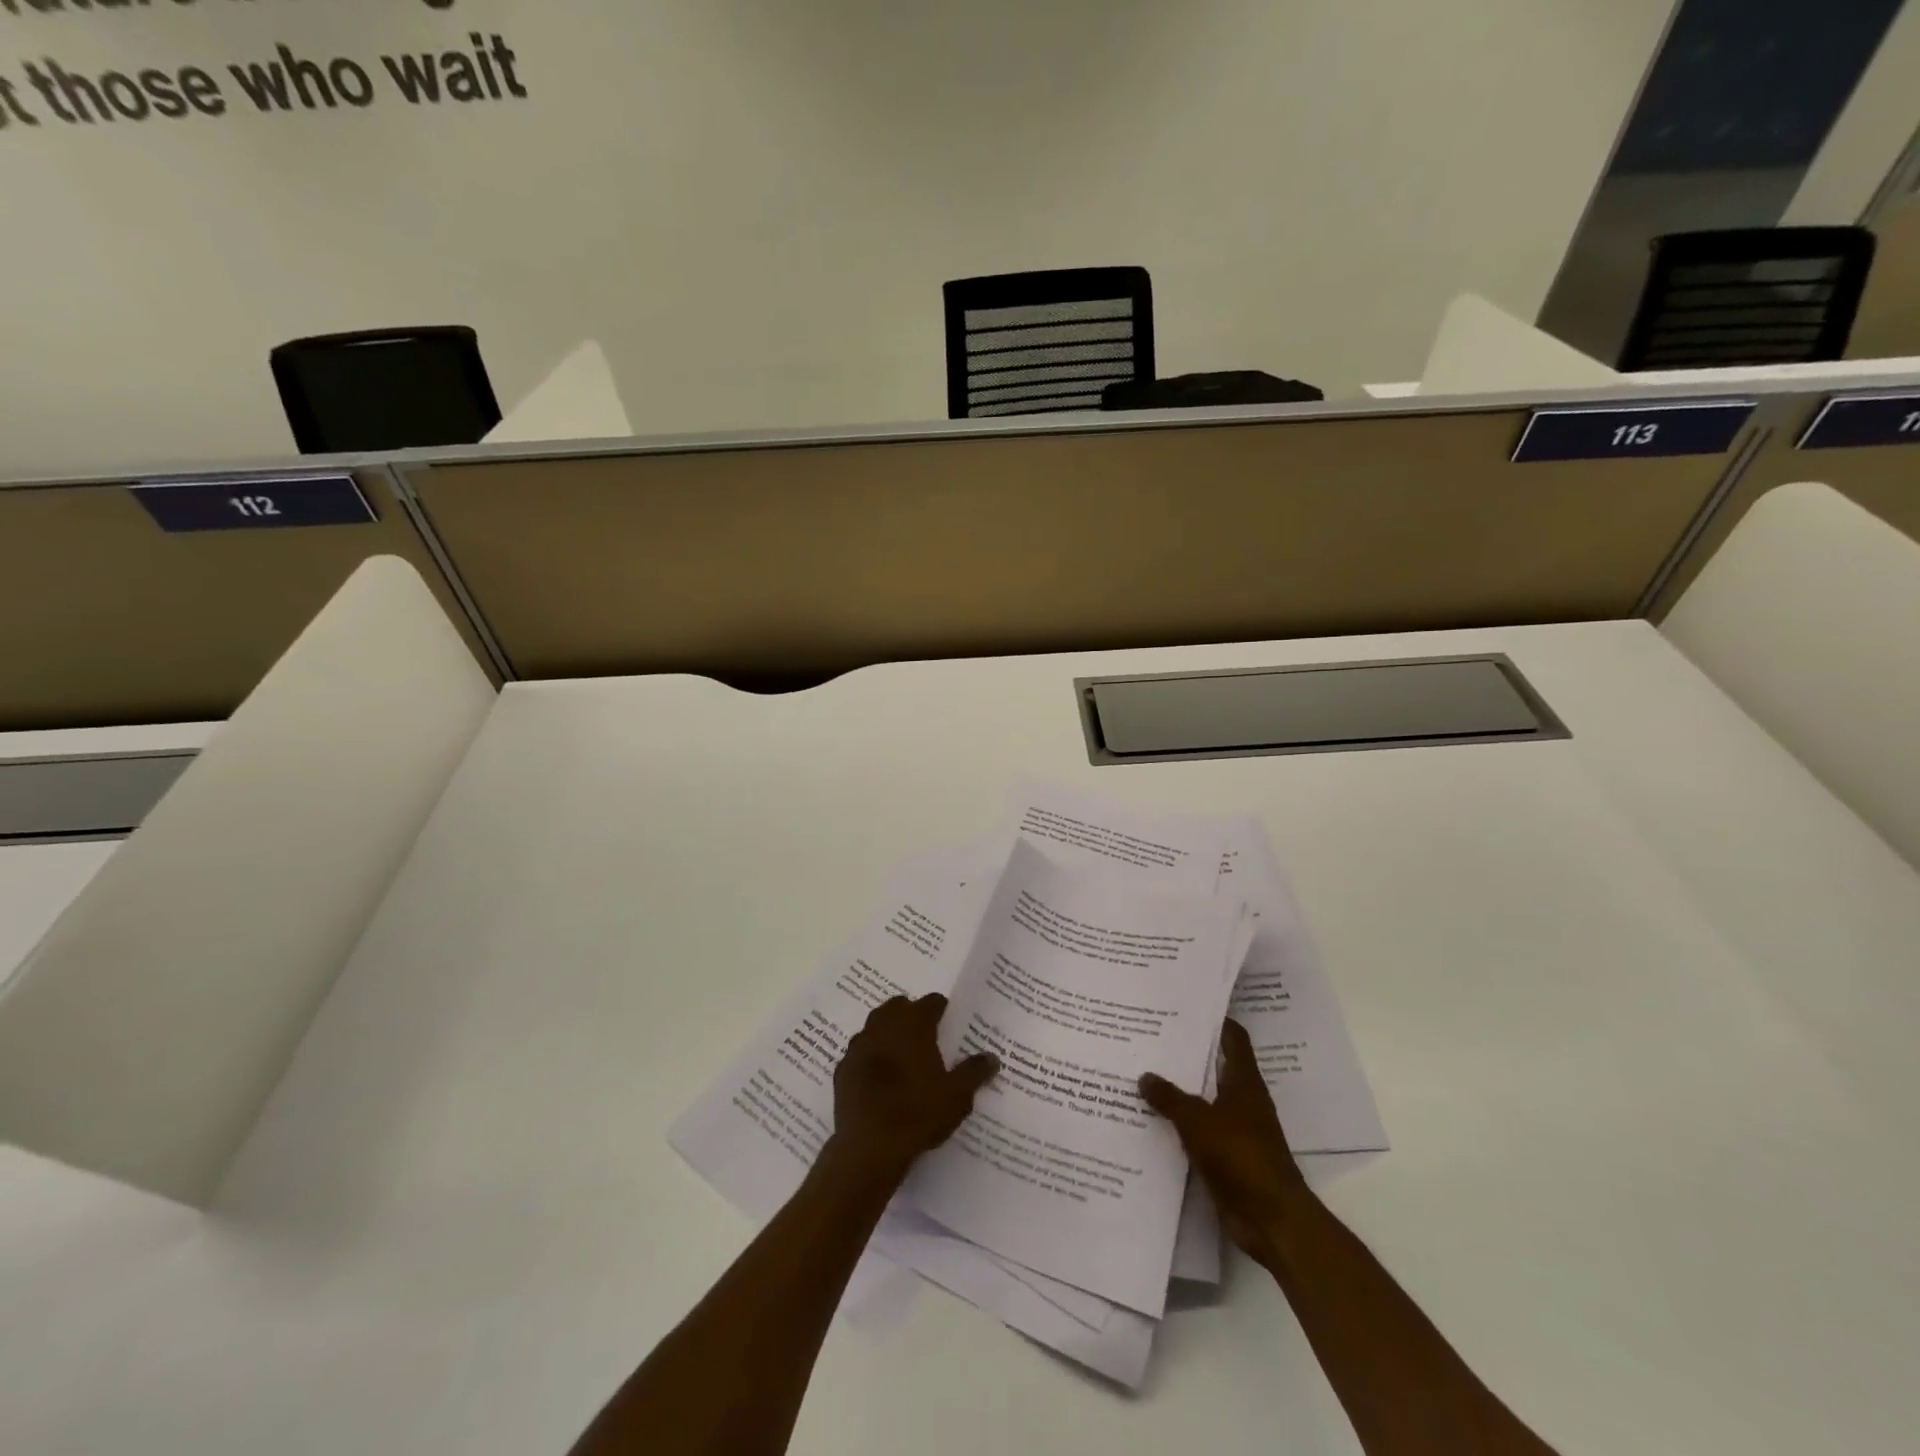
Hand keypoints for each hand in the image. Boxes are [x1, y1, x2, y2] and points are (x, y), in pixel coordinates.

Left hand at [831, 994, 998, 1179]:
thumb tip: (992, 1058)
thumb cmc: (918, 1113)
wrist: (869, 1148)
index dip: (942, 1010)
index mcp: (913, 1025)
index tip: (950, 1023)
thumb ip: (975, 1072)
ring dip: (888, 1033)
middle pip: (899, 1006)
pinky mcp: (842, 1069)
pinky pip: (859, 1053)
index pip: (931, 1002)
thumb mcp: (957, 1095)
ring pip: (875, 1026)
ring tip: (902, 1056)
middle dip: (911, 1015)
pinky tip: (878, 1078)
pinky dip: (870, 1057)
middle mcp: (883, 1026)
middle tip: (926, 1037)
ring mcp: (859, 1046)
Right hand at [1140, 1018, 1305, 1258]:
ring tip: (1142, 1073)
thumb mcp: (1198, 1121)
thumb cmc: (1241, 1157)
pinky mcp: (1226, 1157)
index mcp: (1244, 1082)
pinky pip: (1197, 1132)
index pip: (1233, 1038)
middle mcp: (1242, 1100)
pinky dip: (1178, 1124)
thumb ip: (1170, 1097)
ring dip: (1179, 1090)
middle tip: (1150, 1037)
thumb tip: (1145, 1075)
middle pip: (1214, 1067)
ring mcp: (1235, 1130)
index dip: (1215, 1020)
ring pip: (1203, 1099)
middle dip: (1186, 1054)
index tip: (1186, 1005)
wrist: (1272, 1220)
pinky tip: (1150, 1120)